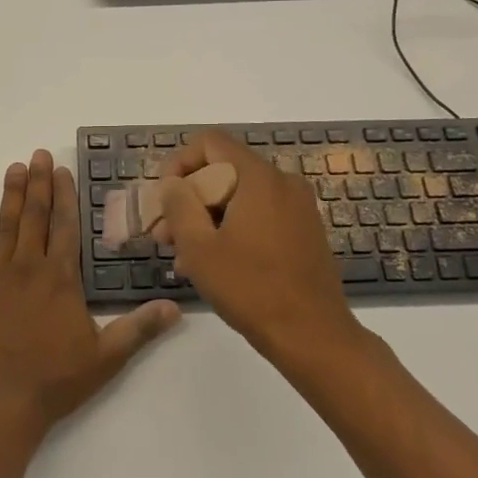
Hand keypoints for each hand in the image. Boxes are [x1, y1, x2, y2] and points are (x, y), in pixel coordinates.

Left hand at [0, 149, 179, 441]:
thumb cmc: (56, 381)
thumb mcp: (106, 357)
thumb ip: (140, 328)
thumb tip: (176, 307)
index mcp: (61, 278)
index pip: (65, 226)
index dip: (64, 195)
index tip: (62, 169)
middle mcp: (29, 268)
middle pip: (35, 216)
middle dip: (39, 183)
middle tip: (38, 154)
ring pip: (6, 225)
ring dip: (12, 194)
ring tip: (15, 168)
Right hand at [158, 130, 360, 362]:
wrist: (313, 336)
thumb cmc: (251, 289)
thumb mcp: (199, 247)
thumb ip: (178, 205)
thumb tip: (171, 183)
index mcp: (258, 177)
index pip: (211, 142)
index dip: (179, 162)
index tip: (164, 197)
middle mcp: (282, 181)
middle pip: (224, 170)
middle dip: (189, 197)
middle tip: (164, 233)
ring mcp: (298, 206)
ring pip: (239, 196)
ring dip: (206, 217)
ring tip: (182, 255)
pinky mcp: (304, 229)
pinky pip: (259, 214)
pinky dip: (232, 227)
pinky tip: (213, 263)